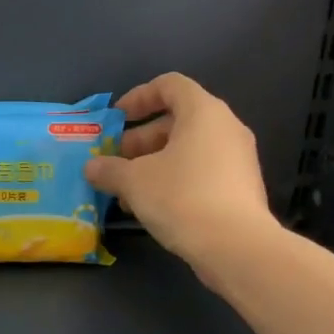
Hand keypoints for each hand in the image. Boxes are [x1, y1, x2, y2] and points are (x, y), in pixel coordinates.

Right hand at [83, 73, 277, 276]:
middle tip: (117, 162)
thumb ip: (110, 169)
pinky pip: (202, 171)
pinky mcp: (242, 188)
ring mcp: (238, 159)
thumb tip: (91, 167)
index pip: (169, 85)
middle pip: (177, 119)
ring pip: (188, 149)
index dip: (138, 97)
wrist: (237, 248)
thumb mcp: (134, 181)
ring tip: (128, 192)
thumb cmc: (182, 198)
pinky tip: (153, 207)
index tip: (116, 119)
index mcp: (203, 112)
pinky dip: (175, 180)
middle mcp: (226, 127)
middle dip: (141, 139)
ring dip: (154, 164)